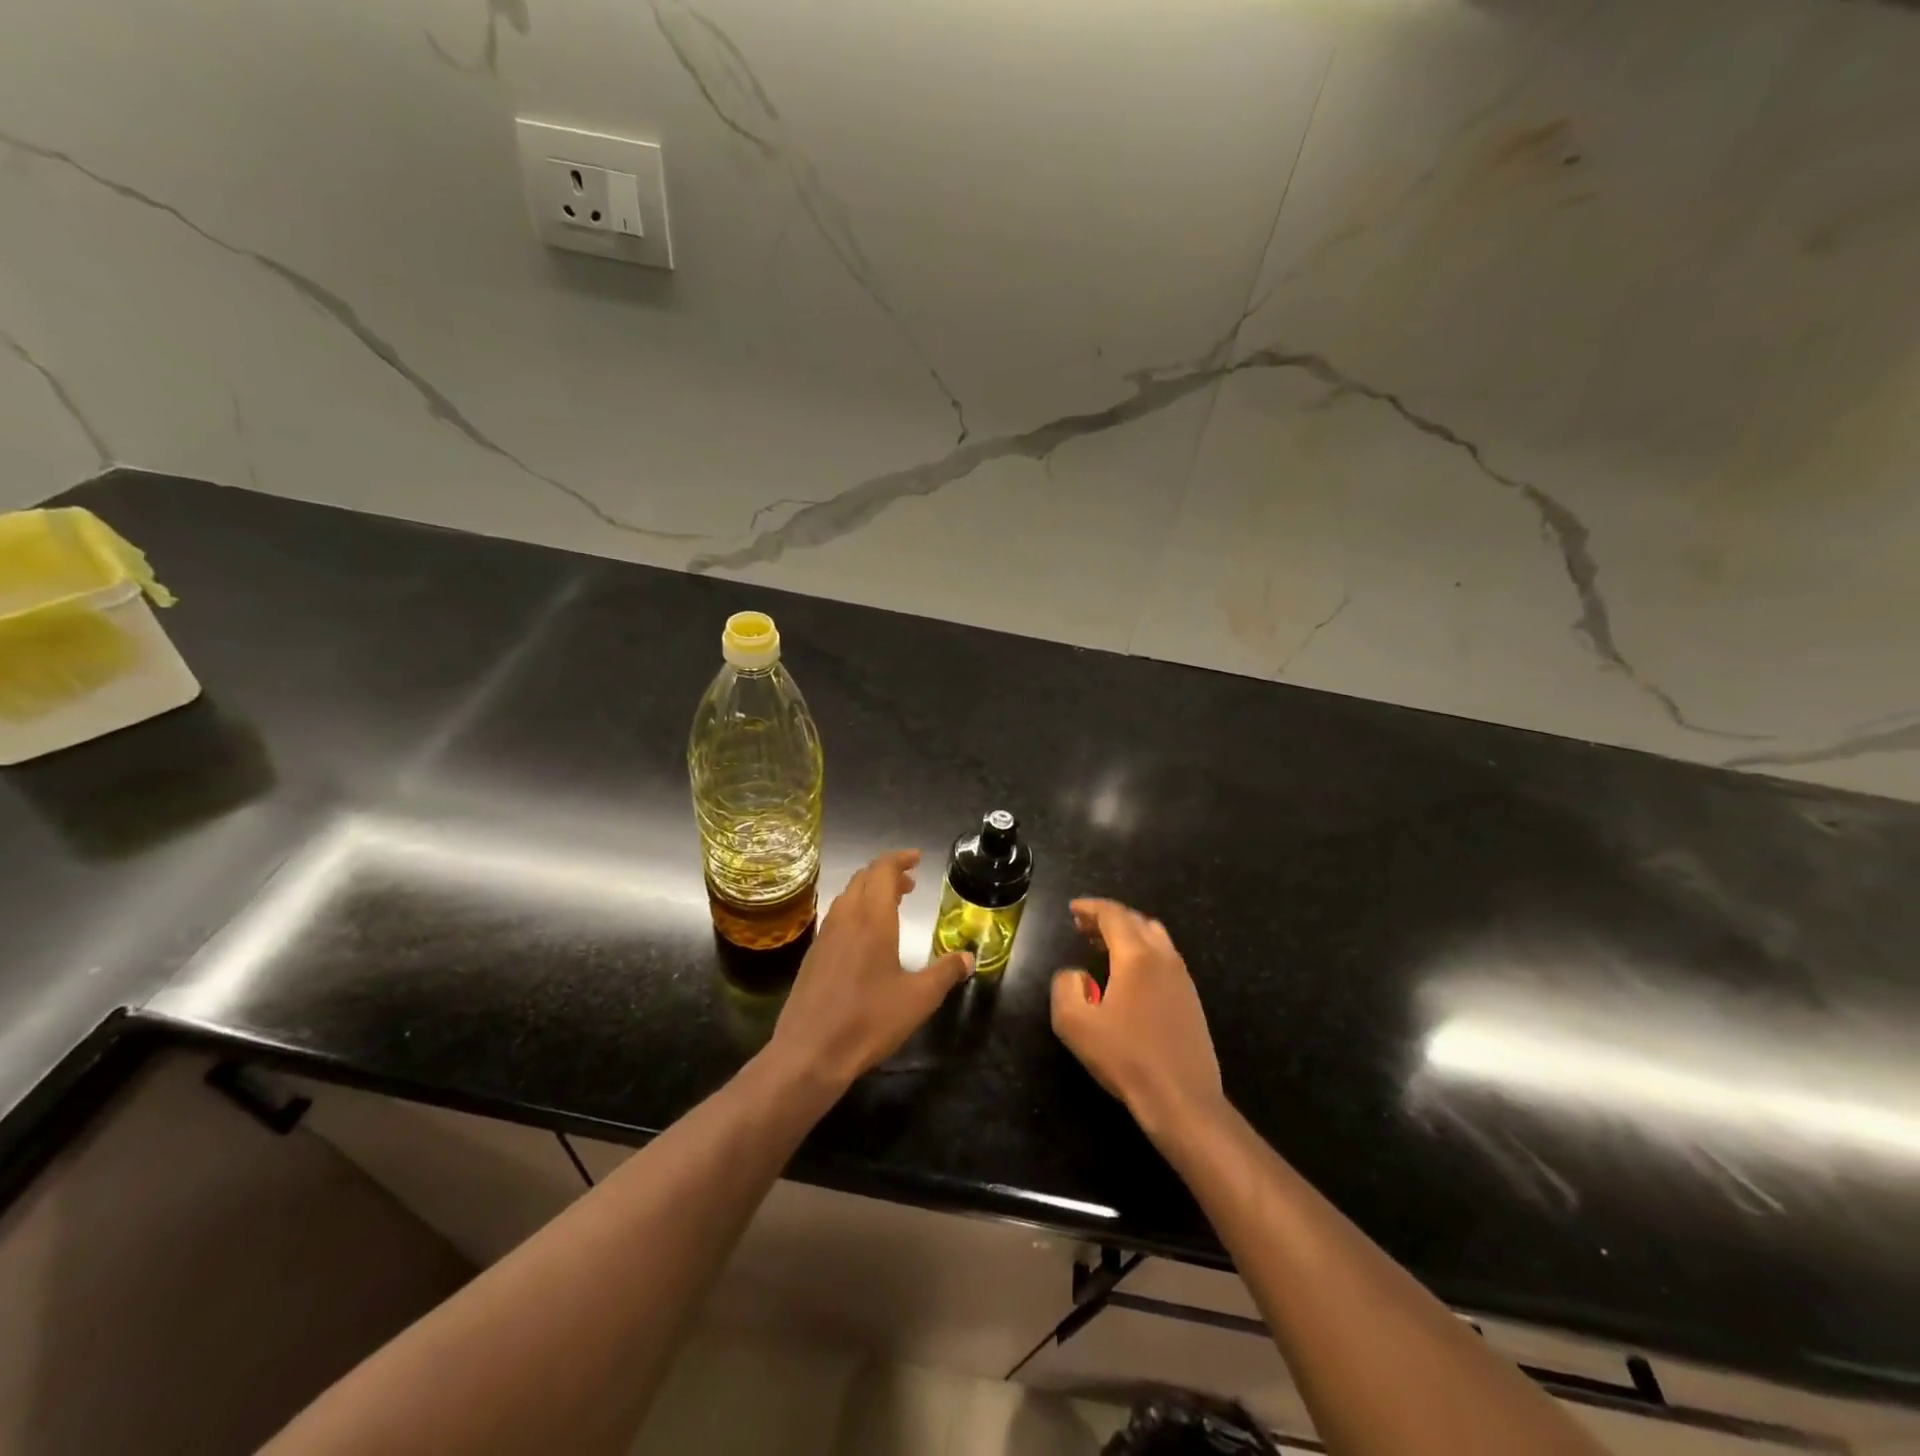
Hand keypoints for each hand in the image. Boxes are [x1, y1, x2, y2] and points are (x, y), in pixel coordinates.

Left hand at [764, 850, 972, 1095]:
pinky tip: (865, 937)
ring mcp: (824, 936)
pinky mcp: (813, 955)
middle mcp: (845, 918)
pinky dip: (855, 911)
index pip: (882, 870)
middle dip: (887, 874)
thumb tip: (968, 958)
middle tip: (909, 883)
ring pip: (847, 897)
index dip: (899, 859)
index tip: (916, 859)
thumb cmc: (869, 1020)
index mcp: (872, 919)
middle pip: (863, 878)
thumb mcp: (918, 999)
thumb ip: (945, 973)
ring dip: (869, 891)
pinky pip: (836, 917)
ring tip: (891, 905)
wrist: (810, 1053)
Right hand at [1051, 898, 1223, 1139]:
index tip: (1073, 910)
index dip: (1090, 907)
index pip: (1113, 915)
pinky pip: (1165, 958)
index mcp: (1136, 956)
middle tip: (1083, 927)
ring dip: (1128, 933)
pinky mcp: (1191, 999)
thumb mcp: (1075, 1024)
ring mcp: (1182, 978)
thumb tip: (1076, 975)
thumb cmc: (1126, 1058)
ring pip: (1155, 937)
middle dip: (1108, 918)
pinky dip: (1143, 952)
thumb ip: (1065, 987)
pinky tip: (1129, 976)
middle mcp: (1164, 957)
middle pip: (1136, 920)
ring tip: (1104, 947)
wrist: (1182, 1099)